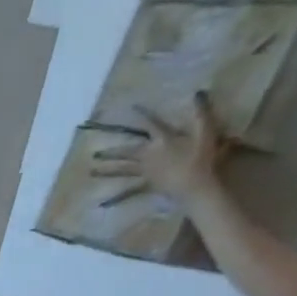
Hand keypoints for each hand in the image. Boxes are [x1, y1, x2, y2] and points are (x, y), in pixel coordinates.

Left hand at [92, 91, 227, 205]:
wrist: (194, 184)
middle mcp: (148, 155)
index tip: (131, 107)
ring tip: (91, 173)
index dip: (143, 114)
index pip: (151, 123)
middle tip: (94, 154)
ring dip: (106, 171)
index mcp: (161, 140)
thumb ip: (201, 112)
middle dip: (111, 152)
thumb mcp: (205, 131)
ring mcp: (144, 171)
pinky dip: (116, 198)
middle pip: (126, 152)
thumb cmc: (201, 157)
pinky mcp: (146, 184)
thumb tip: (198, 92)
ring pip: (122, 170)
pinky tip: (102, 204)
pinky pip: (129, 192)